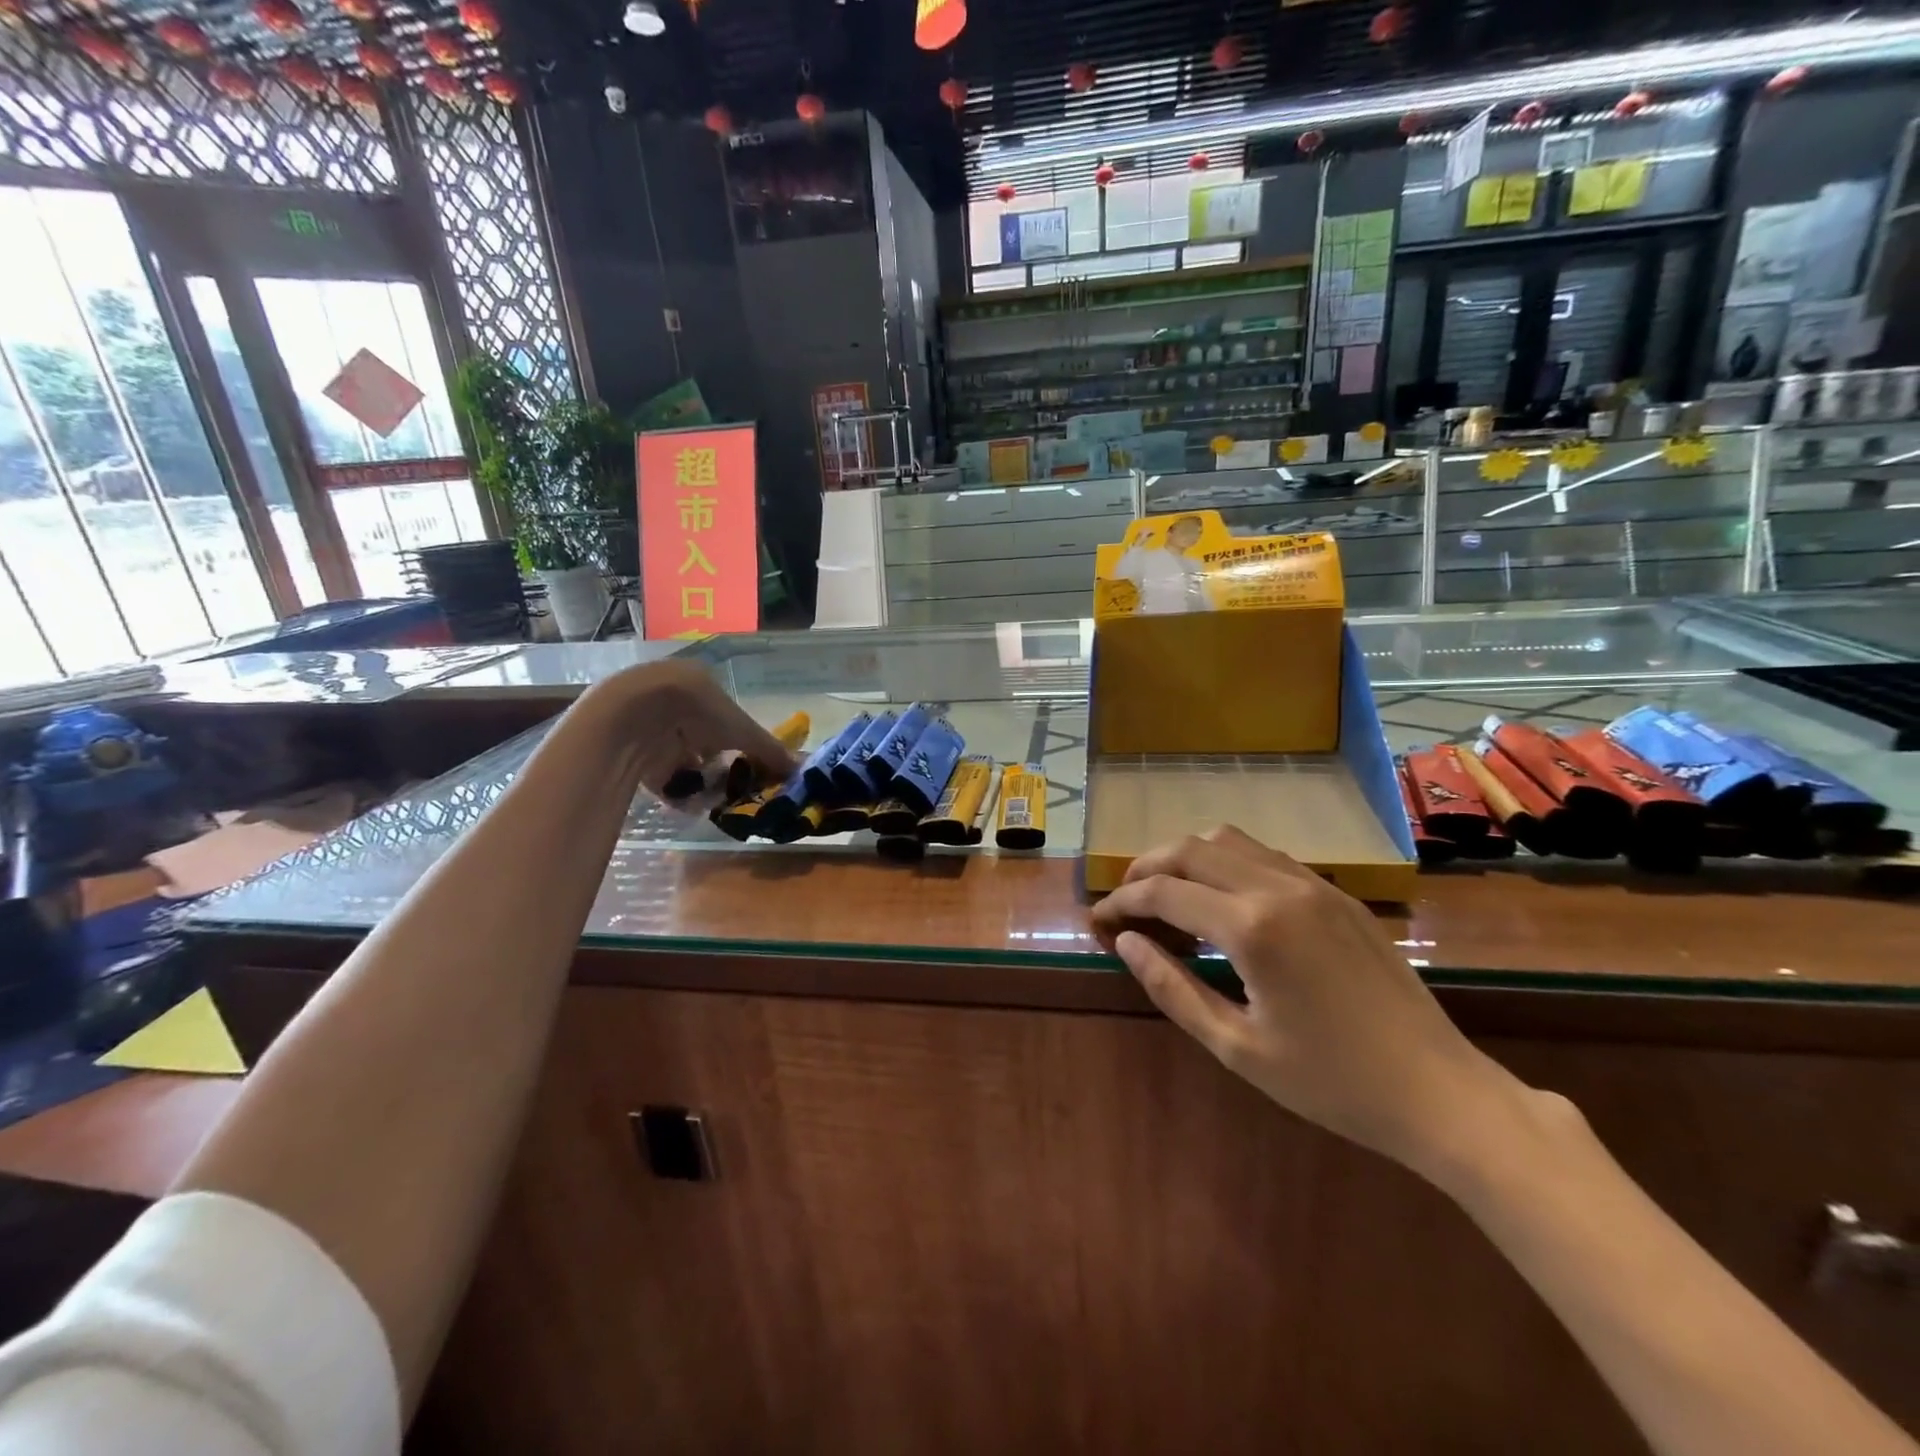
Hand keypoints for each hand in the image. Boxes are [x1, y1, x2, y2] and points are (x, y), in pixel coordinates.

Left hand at [578, 662, 798, 798]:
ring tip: (714, 798)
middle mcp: (675, 705)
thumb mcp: (742, 730)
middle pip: (704, 742)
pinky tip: (690, 803)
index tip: (750, 764)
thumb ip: (770, 751)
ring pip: (683, 762)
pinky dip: (677, 792)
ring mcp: (652, 729)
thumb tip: (801, 769)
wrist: (634, 715)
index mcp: (699, 686)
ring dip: (700, 781)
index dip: (739, 741)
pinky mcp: (633, 754)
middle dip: (719, 765)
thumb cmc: (697, 709)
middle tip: (734, 786)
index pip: (725, 717)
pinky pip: (661, 779)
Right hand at [1089, 826, 1521, 1174]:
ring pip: (1229, 840)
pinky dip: (1226, 862)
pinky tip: (1222, 900)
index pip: (1163, 891)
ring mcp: (1313, 884)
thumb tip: (1126, 943)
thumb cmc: (1331, 1082)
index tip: (1099, 921)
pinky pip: (1265, 856)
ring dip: (1186, 857)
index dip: (1122, 901)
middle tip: (1125, 901)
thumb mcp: (1237, 1047)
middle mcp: (1279, 888)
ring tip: (1167, 893)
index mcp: (1252, 928)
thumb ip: (1172, 988)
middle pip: (1190, 849)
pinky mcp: (1337, 894)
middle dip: (1146, 867)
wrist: (1439, 1091)